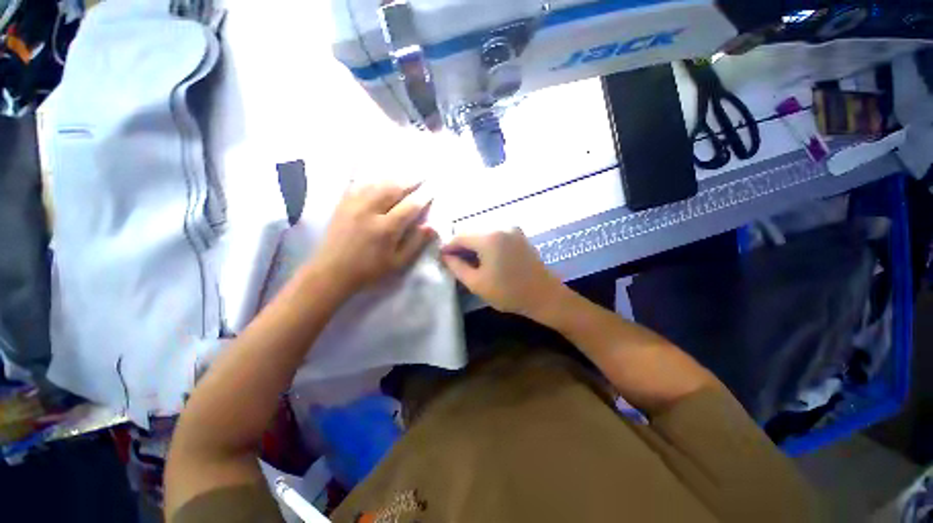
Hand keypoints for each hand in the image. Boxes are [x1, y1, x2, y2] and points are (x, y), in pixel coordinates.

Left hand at [312, 181, 435, 294]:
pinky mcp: (342, 203)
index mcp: (386, 228)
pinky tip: (380, 177)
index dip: (423, 197)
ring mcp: (354, 204)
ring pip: (377, 184)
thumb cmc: (369, 270)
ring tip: (406, 175)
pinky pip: (359, 184)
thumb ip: (415, 243)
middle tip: (423, 175)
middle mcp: (370, 211)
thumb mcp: (397, 262)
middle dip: (411, 181)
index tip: (433, 190)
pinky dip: (373, 179)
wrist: (332, 271)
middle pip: (394, 189)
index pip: (410, 206)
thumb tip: (431, 226)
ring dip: (394, 178)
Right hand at [441, 228, 565, 319]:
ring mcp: (512, 229)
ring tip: (468, 261)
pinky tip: (485, 258)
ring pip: (483, 232)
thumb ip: (457, 267)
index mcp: (489, 237)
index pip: (459, 236)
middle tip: (454, 261)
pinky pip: (496, 235)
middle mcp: (500, 226)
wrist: (545, 296)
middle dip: (460, 245)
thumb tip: (446, 256)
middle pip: (471, 231)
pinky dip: (486, 244)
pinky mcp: (519, 235)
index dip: (448, 246)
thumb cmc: (509, 292)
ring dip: (473, 244)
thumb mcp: (477, 283)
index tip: (441, 258)